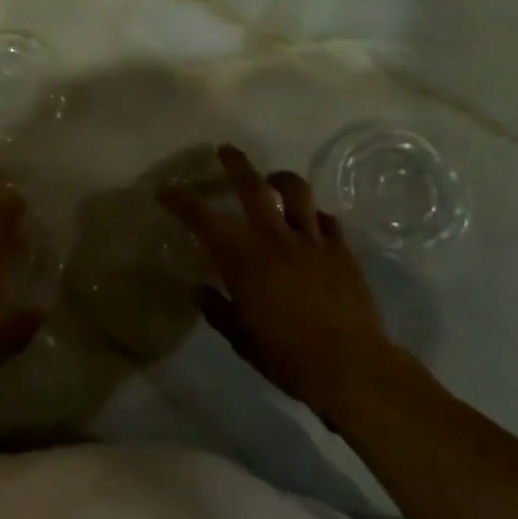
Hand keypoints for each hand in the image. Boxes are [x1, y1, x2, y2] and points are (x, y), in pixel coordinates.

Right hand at [159, 144, 398, 419]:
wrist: (352, 368)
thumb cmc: (287, 356)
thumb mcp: (240, 338)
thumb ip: (217, 308)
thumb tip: (197, 289)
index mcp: (243, 257)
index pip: (203, 218)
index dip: (181, 201)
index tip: (166, 191)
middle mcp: (274, 237)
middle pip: (253, 185)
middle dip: (236, 163)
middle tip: (225, 150)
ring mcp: (311, 241)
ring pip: (296, 191)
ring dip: (281, 179)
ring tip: (273, 178)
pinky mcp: (342, 252)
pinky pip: (327, 220)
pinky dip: (315, 215)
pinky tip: (311, 222)